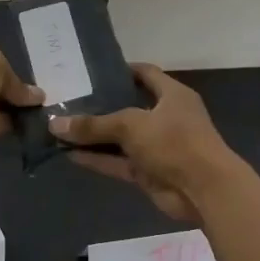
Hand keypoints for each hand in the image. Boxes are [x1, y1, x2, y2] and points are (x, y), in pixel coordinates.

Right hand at [50, 65, 238, 224]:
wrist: (204, 190)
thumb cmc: (174, 142)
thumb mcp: (132, 126)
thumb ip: (94, 125)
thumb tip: (54, 124)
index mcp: (172, 95)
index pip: (146, 74)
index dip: (122, 71)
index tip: (94, 70)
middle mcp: (165, 117)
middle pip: (129, 107)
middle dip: (101, 106)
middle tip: (69, 100)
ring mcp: (157, 147)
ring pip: (120, 138)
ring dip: (95, 137)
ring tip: (62, 129)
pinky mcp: (149, 172)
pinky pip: (118, 162)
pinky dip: (98, 159)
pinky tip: (70, 155)